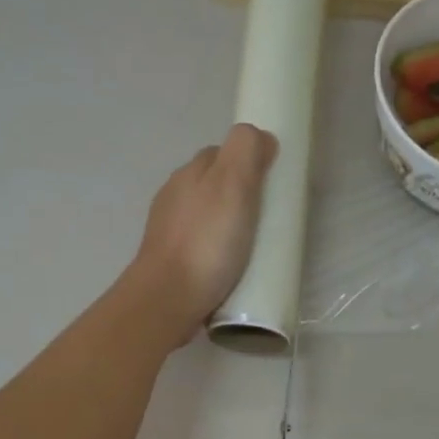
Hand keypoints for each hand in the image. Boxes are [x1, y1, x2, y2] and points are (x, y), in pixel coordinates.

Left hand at [130, 124, 275, 345]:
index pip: (222, 154)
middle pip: (212, 186)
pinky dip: (214, 251)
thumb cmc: (206, 243)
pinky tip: (227, 268)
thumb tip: (261, 137)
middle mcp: (174, 196)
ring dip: (225, 226)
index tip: (271, 187)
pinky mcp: (169, 263)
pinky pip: (199, 247)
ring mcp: (168, 231)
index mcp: (190, 173)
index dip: (248, 163)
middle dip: (237, 196)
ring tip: (249, 248)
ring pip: (204, 218)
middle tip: (265, 220)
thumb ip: (246, 151)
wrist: (167, 300)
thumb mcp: (233, 185)